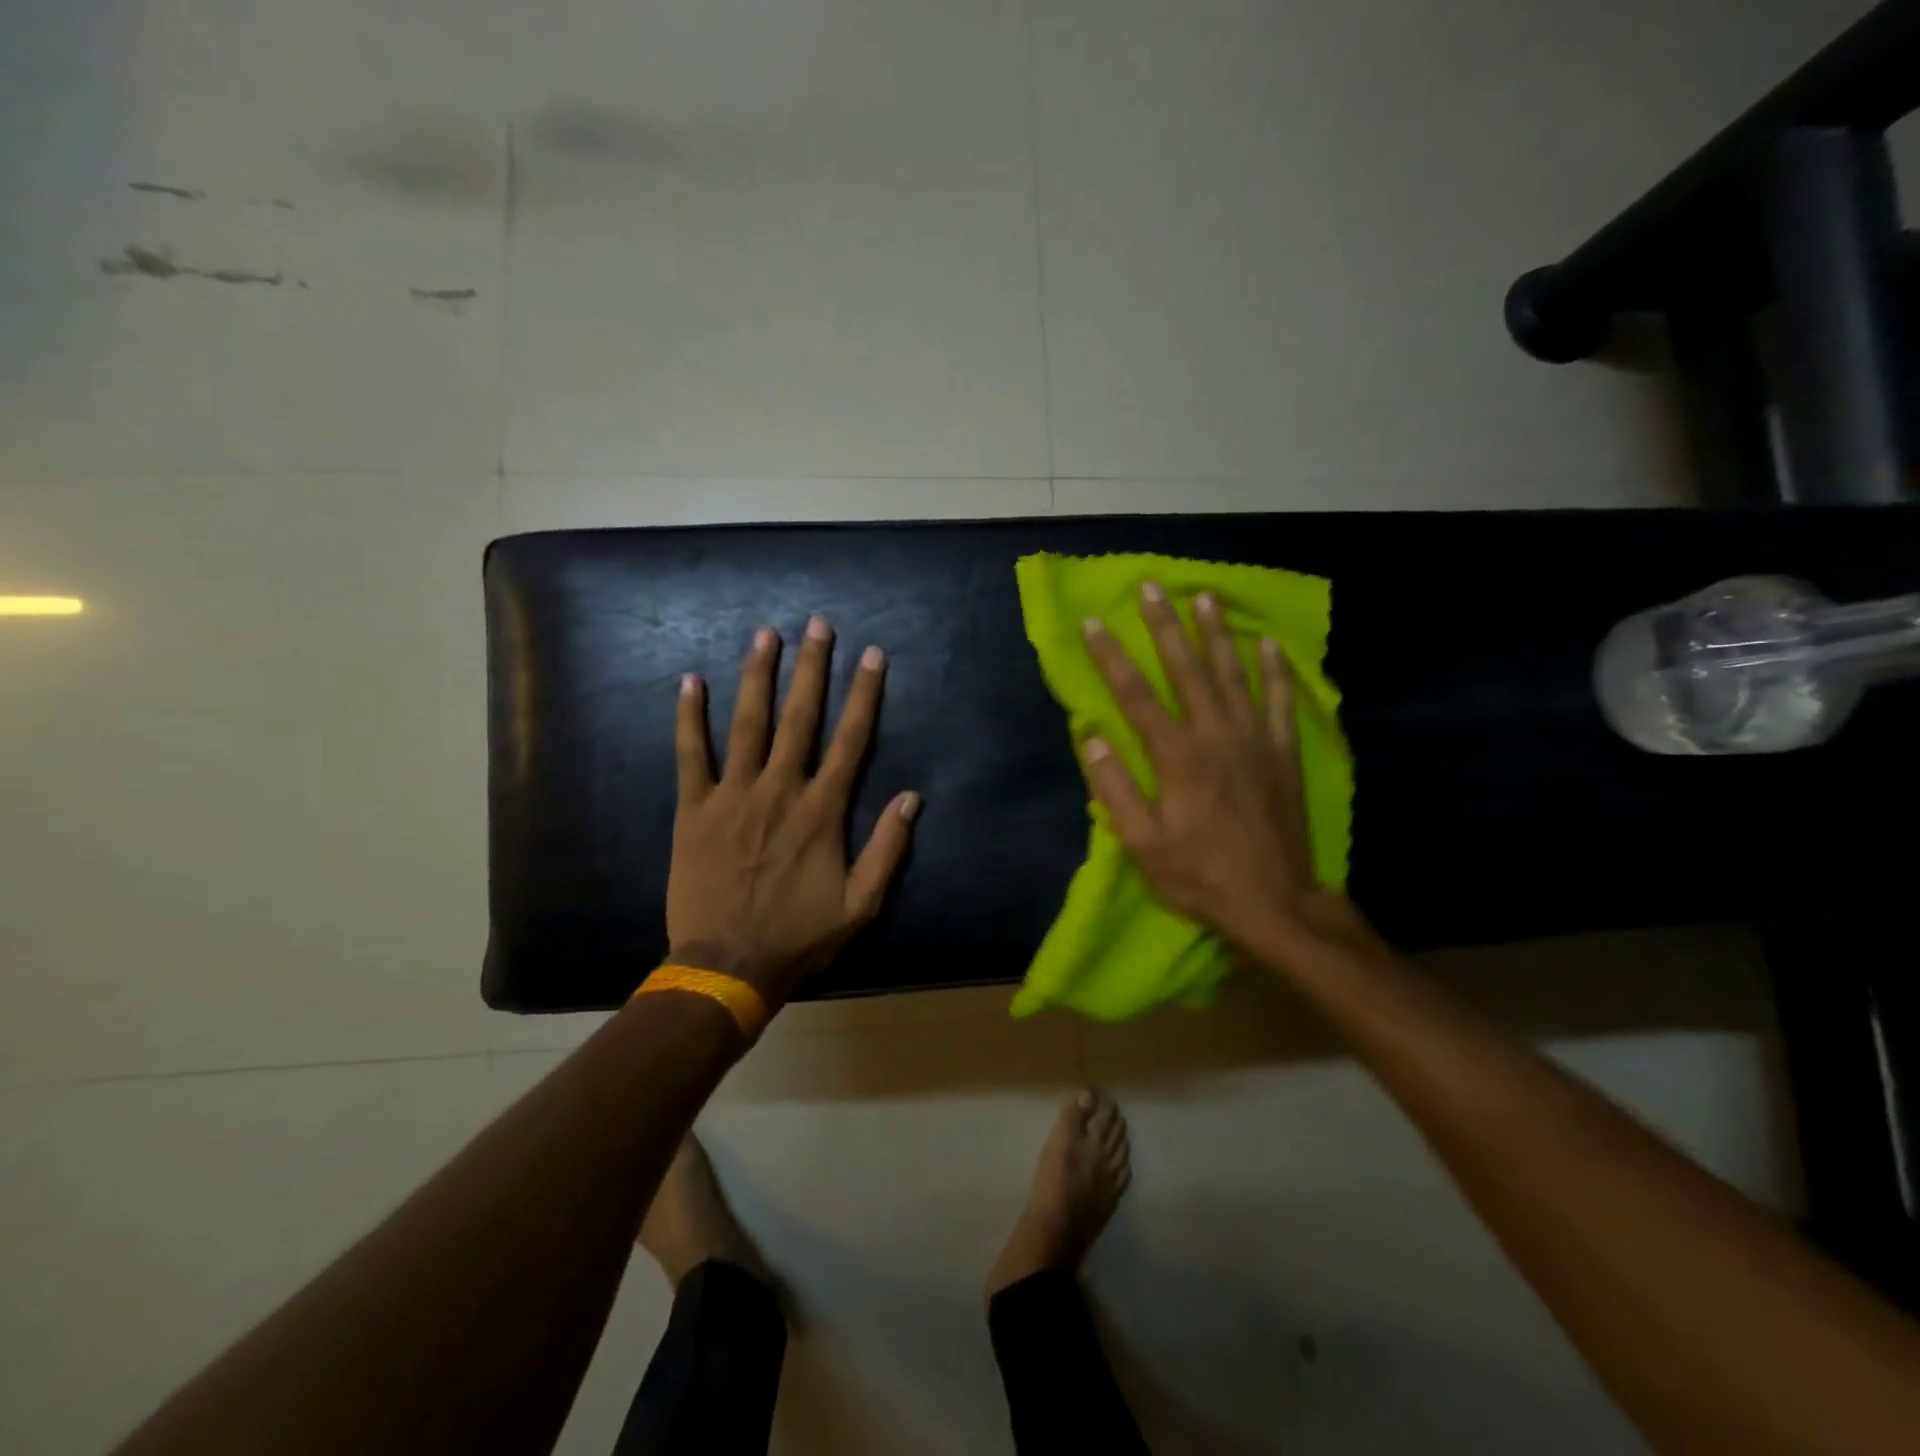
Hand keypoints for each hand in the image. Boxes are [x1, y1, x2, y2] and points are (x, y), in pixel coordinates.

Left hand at [667, 617, 919, 1007]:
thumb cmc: (799, 935)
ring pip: (747, 723)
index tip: (871, 656)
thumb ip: (888, 848)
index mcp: (821, 810)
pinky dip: (690, 717)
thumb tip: (912, 797)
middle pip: (799, 717)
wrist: (727, 964)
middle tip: (817, 625)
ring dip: (757, 676)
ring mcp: (733, 795)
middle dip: (811, 667)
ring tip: (764, 635)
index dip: (863, 694)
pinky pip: (691, 754)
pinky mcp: (695, 809)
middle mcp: (780, 789)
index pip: (850, 739)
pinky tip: (691, 681)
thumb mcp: (861, 903)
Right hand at [1080, 584, 1364, 958]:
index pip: (1136, 695)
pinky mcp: (1283, 753)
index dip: (1112, 657)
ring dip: (1218, 633)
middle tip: (1152, 587)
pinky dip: (1276, 670)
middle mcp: (1216, 735)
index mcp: (1177, 757)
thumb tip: (1093, 738)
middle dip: (1165, 625)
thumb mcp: (1143, 843)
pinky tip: (1270, 644)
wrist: (1275, 901)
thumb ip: (1115, 789)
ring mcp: (1255, 740)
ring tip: (1206, 597)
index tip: (1094, 623)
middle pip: (1187, 669)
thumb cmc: (1200, 874)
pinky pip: (1280, 701)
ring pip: (1234, 673)